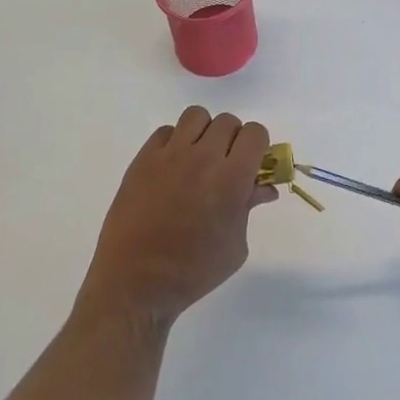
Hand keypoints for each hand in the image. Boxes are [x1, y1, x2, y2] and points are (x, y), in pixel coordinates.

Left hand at [74, 106, 276, 328]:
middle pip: (228, 122)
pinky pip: (166, 131)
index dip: (258, 145)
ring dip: (204, 133)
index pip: (255, 133)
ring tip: (198, 158)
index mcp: (232, 178)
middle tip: (225, 164)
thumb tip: (263, 187)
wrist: (136, 283)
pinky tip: (172, 166)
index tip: (253, 162)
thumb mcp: (235, 246)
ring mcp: (171, 154)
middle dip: (233, 140)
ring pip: (197, 116)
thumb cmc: (193, 272)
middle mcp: (203, 157)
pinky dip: (174, 142)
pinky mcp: (144, 158)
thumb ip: (249, 207)